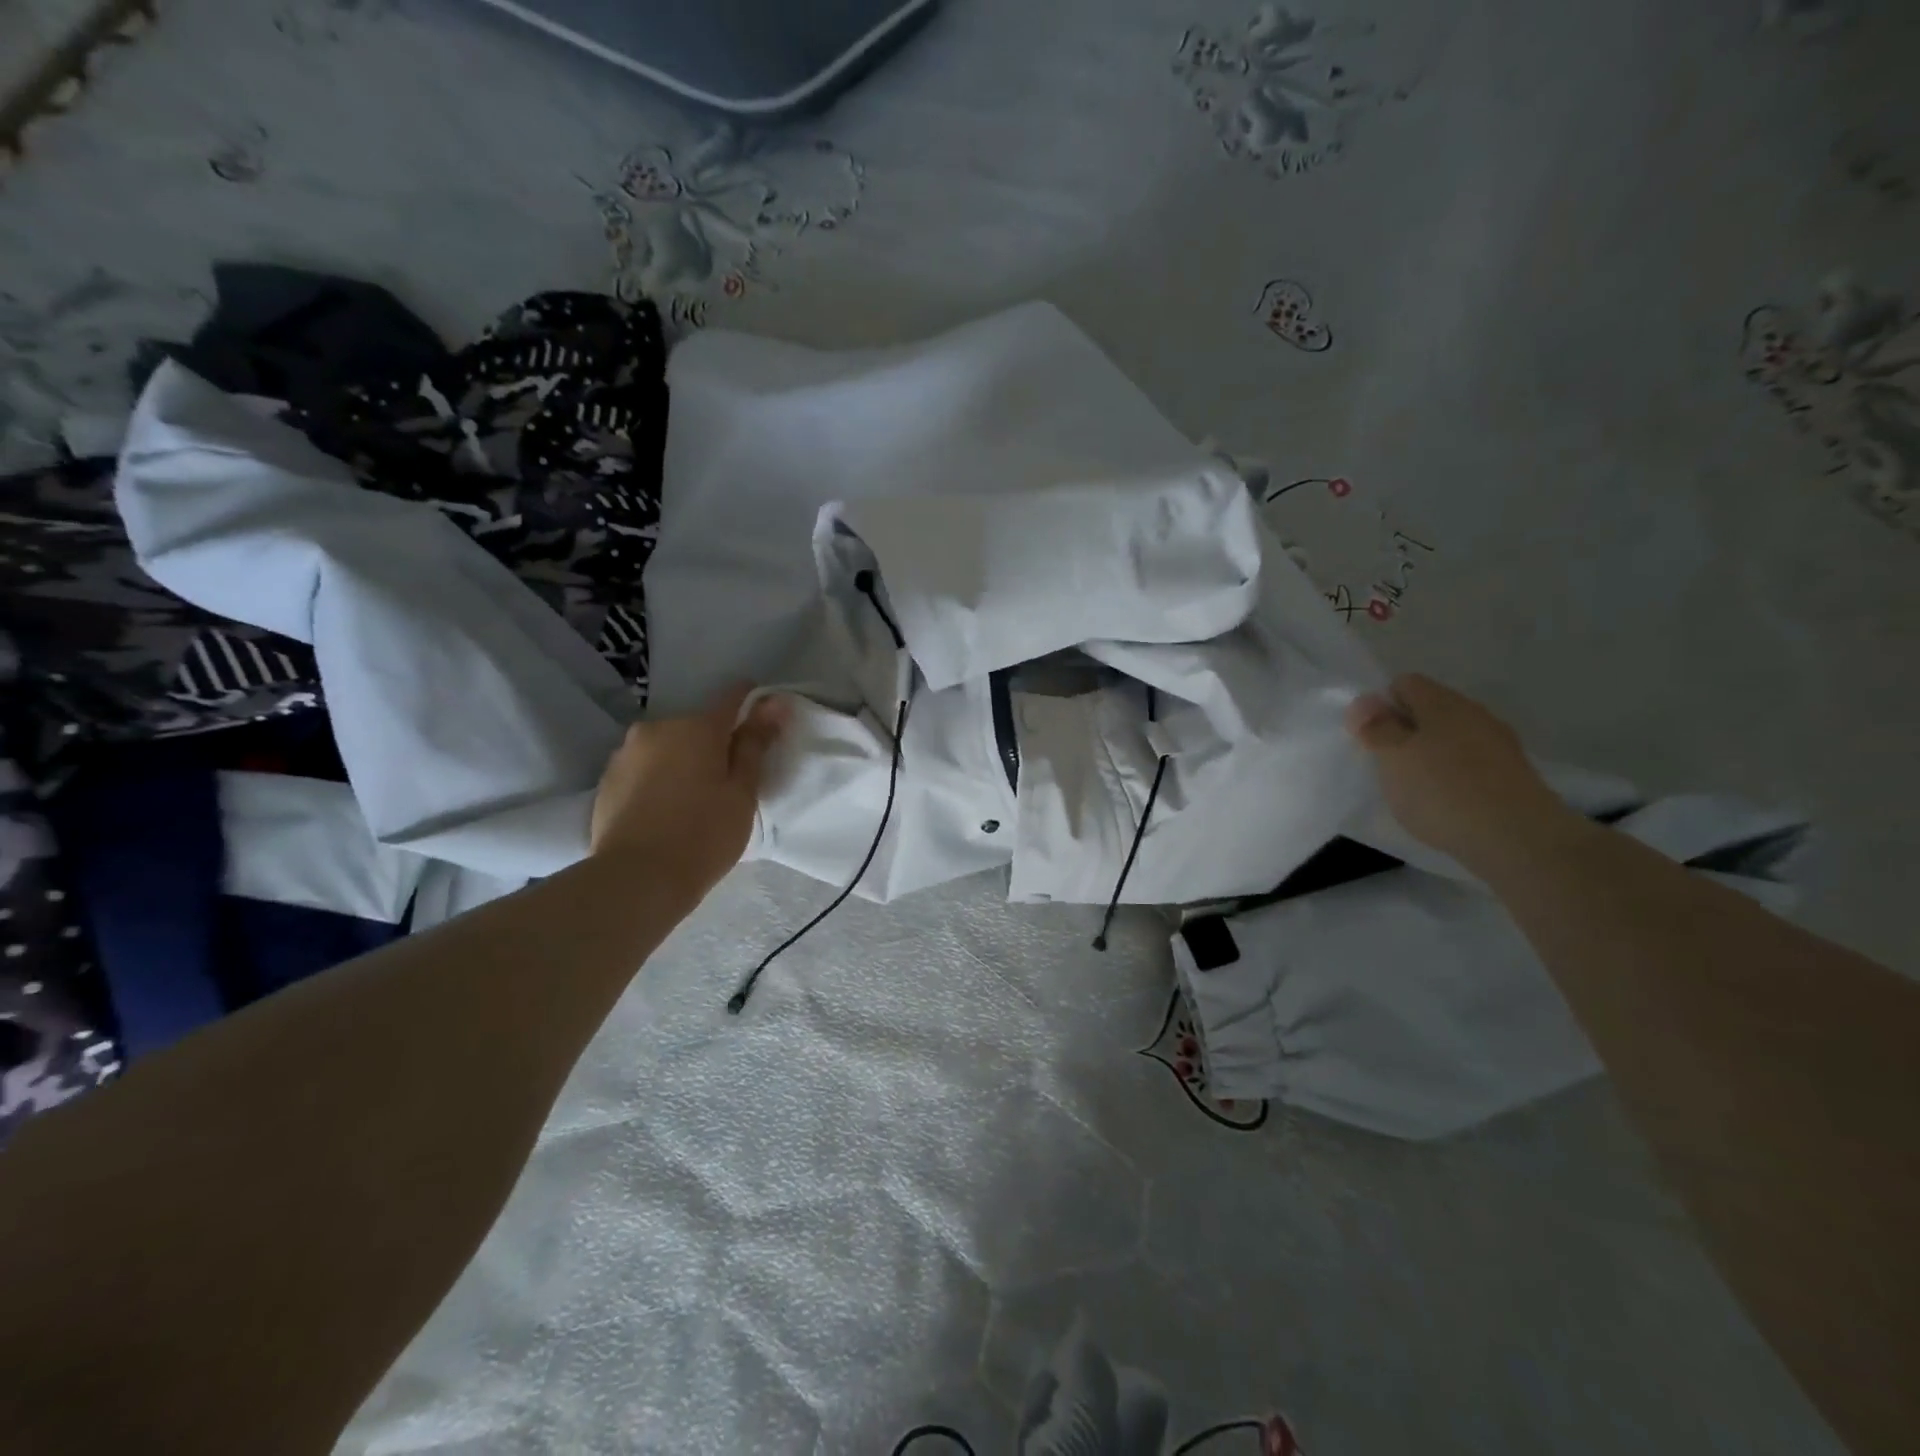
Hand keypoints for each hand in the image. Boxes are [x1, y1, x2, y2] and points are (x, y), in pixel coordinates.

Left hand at [590, 685, 788, 899]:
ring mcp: (625, 753)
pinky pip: (643, 768)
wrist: (637, 880)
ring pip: (666, 747)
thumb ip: (755, 744)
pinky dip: (657, 779)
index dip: (752, 706)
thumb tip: (772, 704)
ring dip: (682, 761)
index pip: (732, 697)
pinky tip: (664, 811)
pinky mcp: (606, 780)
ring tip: (692, 800)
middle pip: (696, 726)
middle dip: (713, 744)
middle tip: (726, 783)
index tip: (763, 727)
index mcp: (697, 727)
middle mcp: (657, 728)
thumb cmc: (704, 834)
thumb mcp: (742, 792)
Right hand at [1345, 673, 1590, 875]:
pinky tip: (1446, 801)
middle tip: (1388, 765)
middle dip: (1405, 731)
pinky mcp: (1512, 773)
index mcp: (1442, 702)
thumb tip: (1364, 701)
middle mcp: (1473, 713)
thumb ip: (1376, 727)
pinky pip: (1471, 762)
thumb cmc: (1443, 791)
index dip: (1382, 705)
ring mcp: (1498, 743)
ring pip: (1451, 736)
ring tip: (1415, 787)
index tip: (1371, 738)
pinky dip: (1453, 775)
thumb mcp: (1393, 758)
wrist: (1519, 838)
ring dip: (1429, 754)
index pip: (1404, 683)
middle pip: (1429, 709)